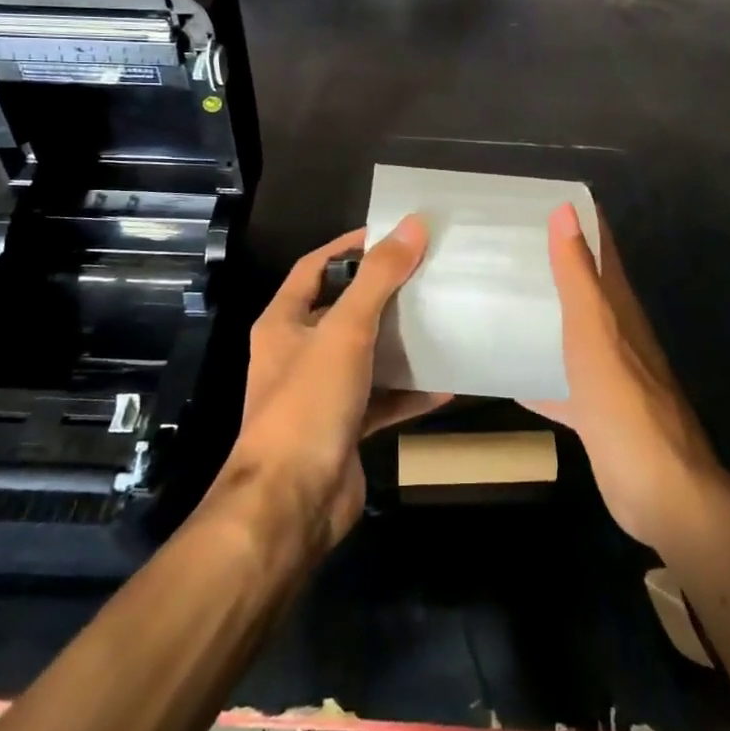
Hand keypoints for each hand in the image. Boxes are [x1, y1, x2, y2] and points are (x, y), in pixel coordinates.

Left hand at [220, 220, 448, 551]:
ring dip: (398, 341)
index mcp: (284, 323)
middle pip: (343, 309)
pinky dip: (409, 391)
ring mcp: (321, 393)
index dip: (349, 246)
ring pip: (365, 355)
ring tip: (440, 318)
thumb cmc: (308, 404)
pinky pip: (381, 399)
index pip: (314, 267)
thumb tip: (413, 225)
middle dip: (382, 292)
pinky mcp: (344, 428)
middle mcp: (297, 353)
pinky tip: (445, 384)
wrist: (291, 505)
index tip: (392, 233)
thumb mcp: (345, 331)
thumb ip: (379, 278)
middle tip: (427, 273)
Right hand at [526, 205, 722, 552]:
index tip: (536, 199)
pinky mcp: (594, 411)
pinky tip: (503, 371)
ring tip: (495, 296)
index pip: (601, 249)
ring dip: (541, 314)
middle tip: (500, 244)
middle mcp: (615, 334)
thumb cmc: (624, 402)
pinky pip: (559, 381)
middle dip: (549, 263)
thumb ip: (578, 275)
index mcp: (618, 307)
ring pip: (569, 332)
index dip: (578, 220)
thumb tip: (566, 209)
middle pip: (582, 288)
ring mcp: (605, 374)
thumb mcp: (595, 332)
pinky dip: (535, 373)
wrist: (658, 491)